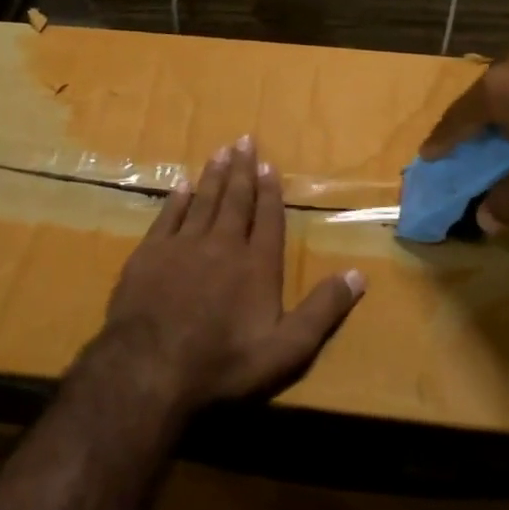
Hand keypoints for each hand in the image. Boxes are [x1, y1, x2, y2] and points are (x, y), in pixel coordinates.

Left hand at [94, 136, 366, 414]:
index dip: (270, 191)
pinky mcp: (150, 254)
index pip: (268, 218)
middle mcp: (223, 244)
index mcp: (257, 265)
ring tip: (220, 151)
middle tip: (245, 140)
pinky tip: (182, 184)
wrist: (150, 369)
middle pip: (235, 200)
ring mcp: (183, 246)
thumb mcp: (287, 349)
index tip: (269, 165)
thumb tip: (358, 275)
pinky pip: (168, 216)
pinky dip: (177, 198)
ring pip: (203, 201)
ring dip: (214, 176)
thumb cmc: (223, 363)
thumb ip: (322, 310)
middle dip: (242, 170)